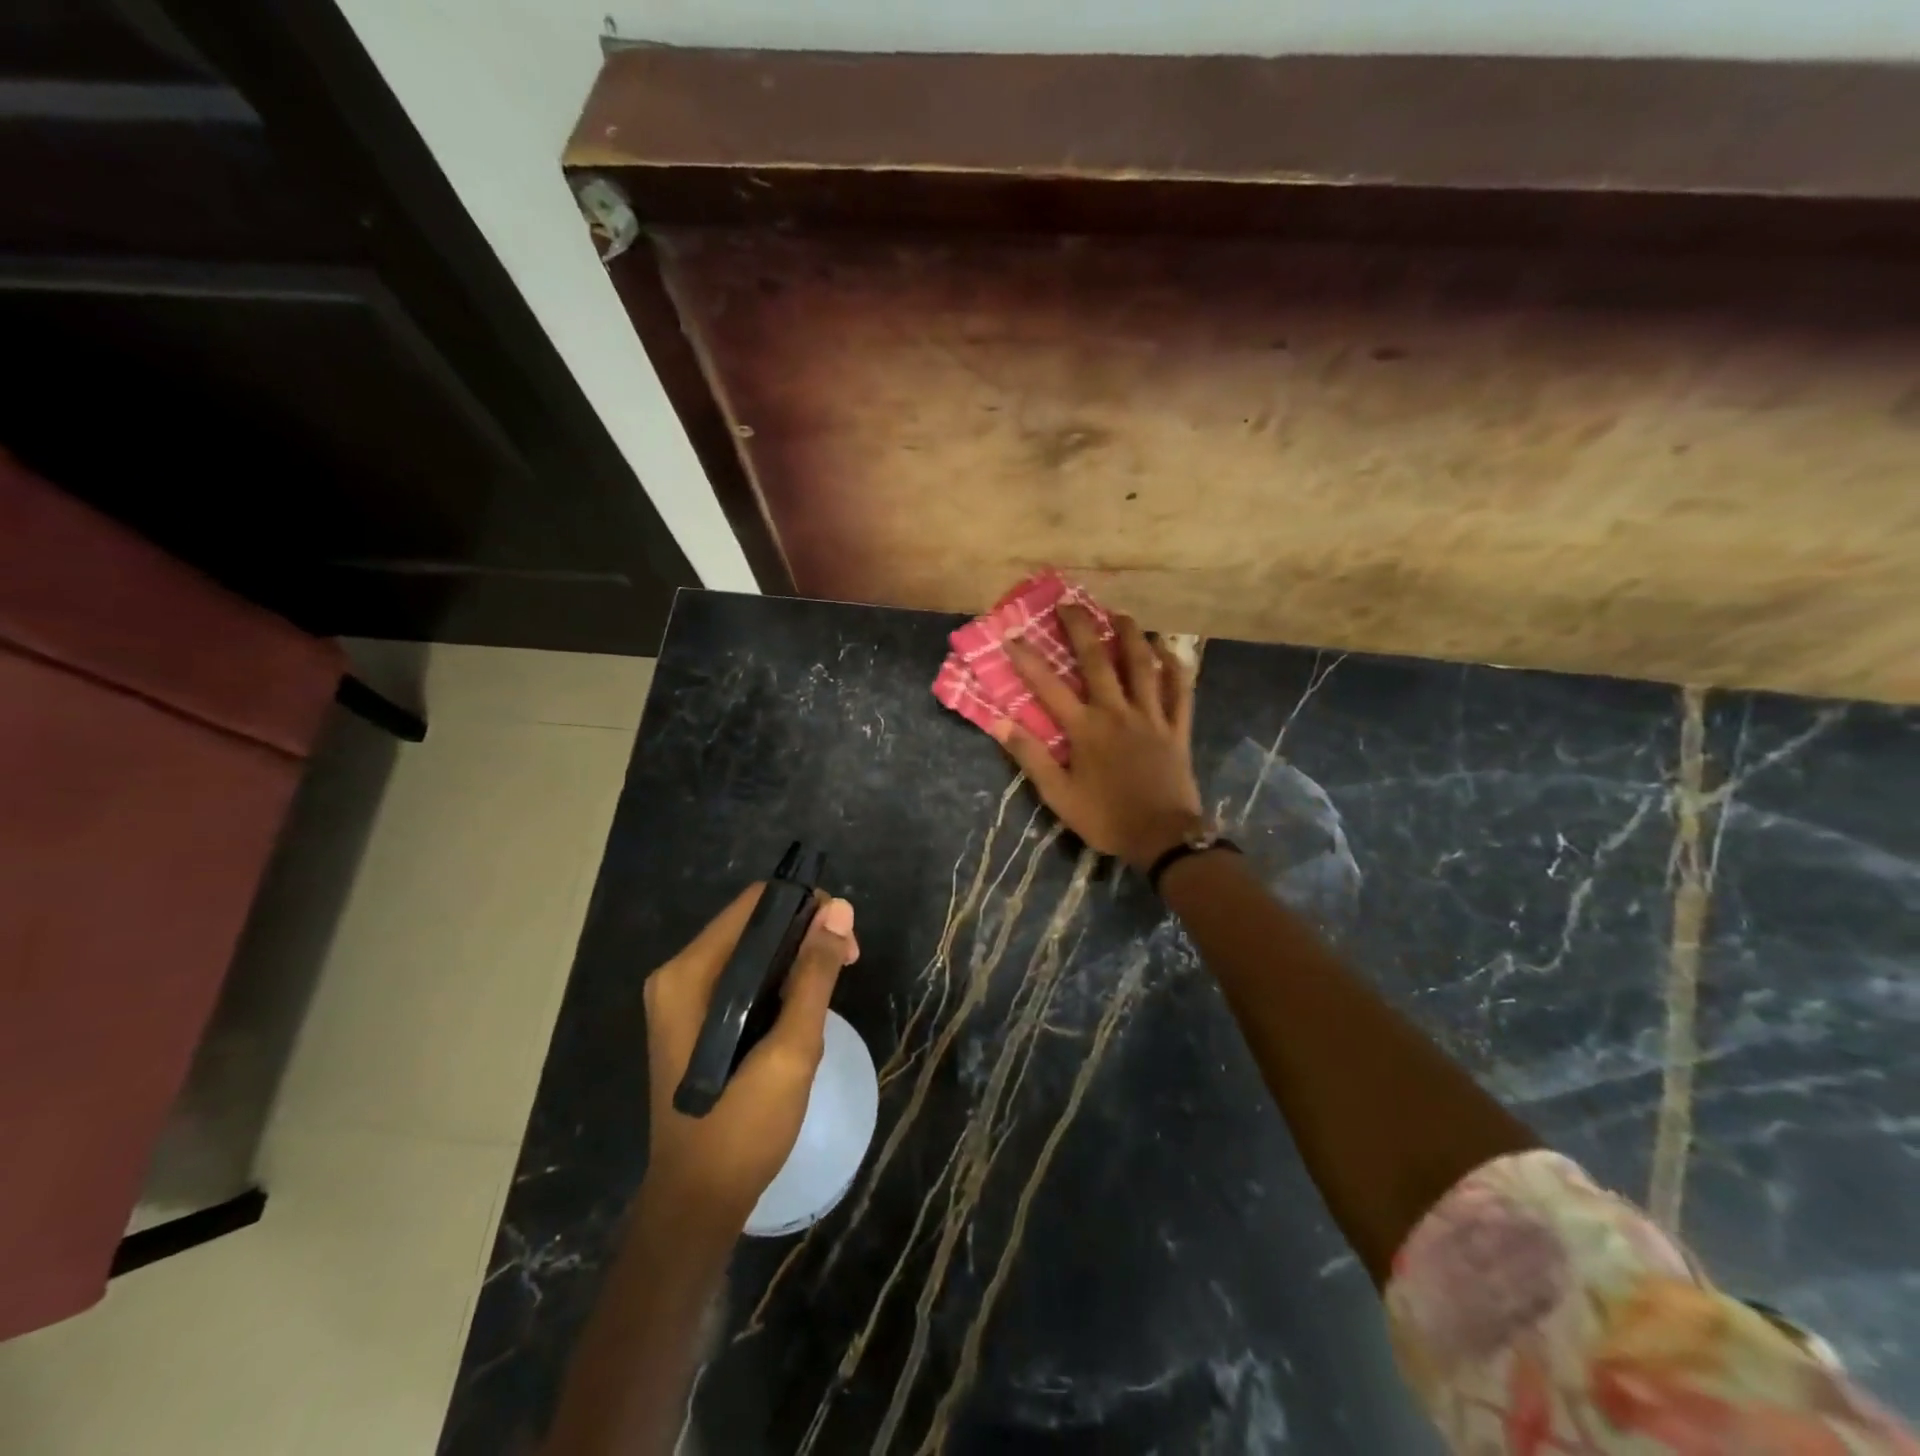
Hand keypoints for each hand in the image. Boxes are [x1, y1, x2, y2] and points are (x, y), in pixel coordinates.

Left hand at [642, 885, 859, 1224]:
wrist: (698, 1203)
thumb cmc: (742, 1127)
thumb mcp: (790, 1048)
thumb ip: (814, 975)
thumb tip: (841, 910)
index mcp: (689, 974)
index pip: (754, 905)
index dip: (805, 906)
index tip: (844, 936)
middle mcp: (678, 976)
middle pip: (753, 925)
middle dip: (806, 935)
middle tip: (848, 963)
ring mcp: (682, 999)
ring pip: (751, 951)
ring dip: (797, 959)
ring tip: (833, 987)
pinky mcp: (694, 1020)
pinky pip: (743, 979)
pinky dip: (778, 981)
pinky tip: (804, 1007)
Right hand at [996, 604, 1204, 870]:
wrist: (1163, 837)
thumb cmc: (1106, 818)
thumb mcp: (1059, 796)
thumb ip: (1031, 757)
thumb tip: (1000, 723)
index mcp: (1086, 729)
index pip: (1049, 687)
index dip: (1027, 660)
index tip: (1010, 636)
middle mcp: (1117, 712)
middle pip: (1098, 661)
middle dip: (1081, 629)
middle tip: (1069, 604)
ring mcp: (1151, 717)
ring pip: (1142, 666)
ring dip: (1131, 635)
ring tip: (1121, 614)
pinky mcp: (1177, 728)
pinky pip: (1180, 691)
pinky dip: (1175, 667)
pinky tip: (1169, 649)